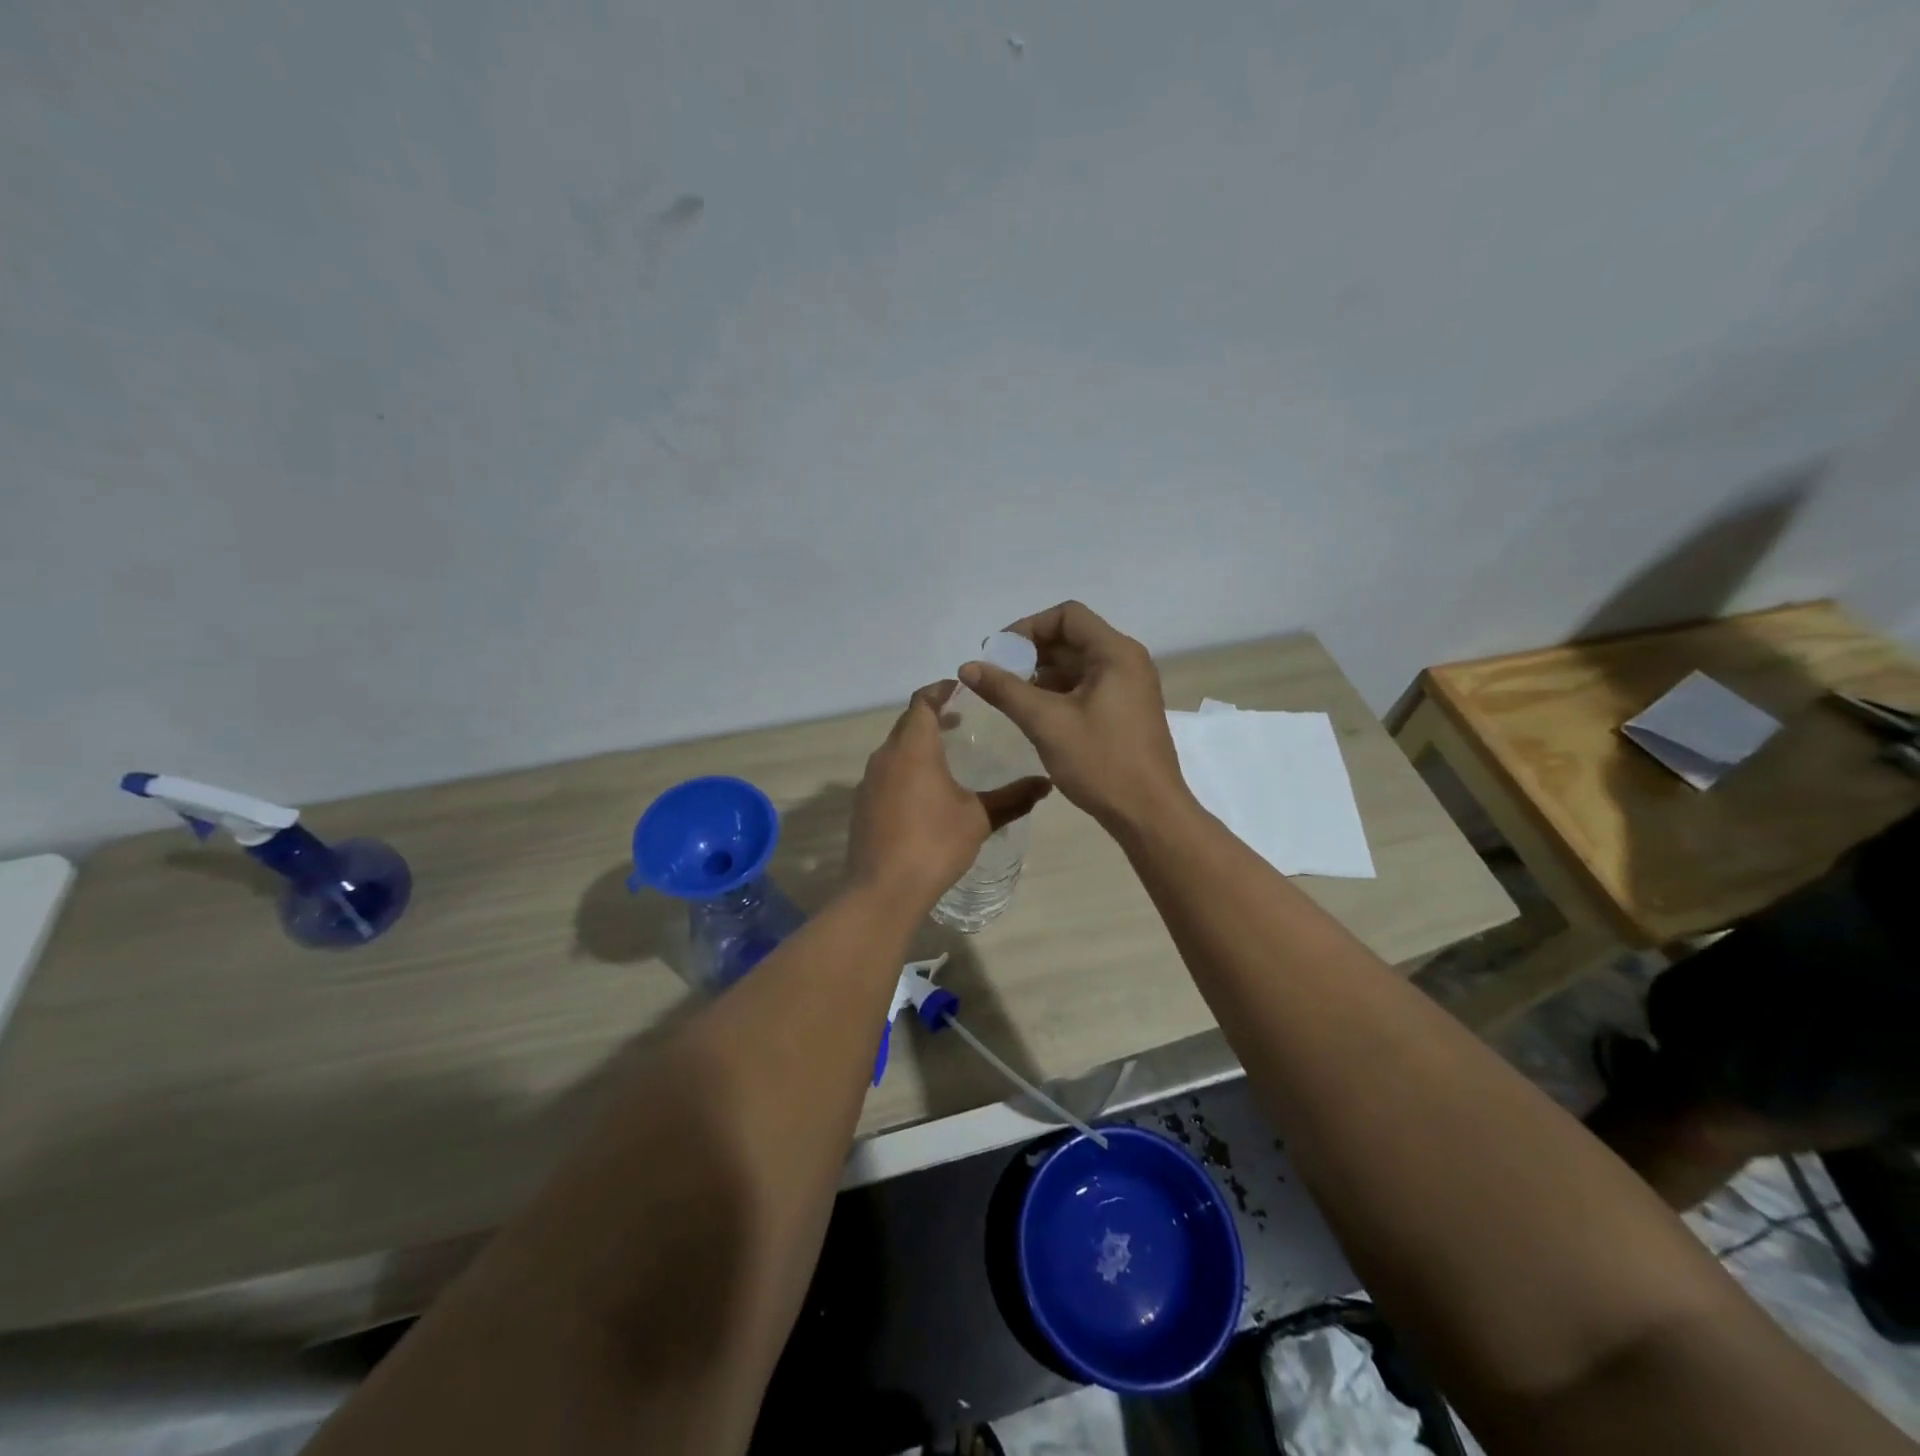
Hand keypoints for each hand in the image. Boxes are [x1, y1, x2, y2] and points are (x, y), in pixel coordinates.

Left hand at [846, 683, 1051, 909]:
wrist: (883, 890)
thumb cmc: (934, 844)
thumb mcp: (979, 818)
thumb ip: (1013, 798)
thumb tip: (1047, 784)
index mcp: (913, 748)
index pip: (922, 702)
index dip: (941, 690)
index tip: (961, 689)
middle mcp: (885, 757)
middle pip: (907, 723)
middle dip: (932, 716)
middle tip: (961, 720)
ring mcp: (869, 781)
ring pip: (894, 749)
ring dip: (917, 744)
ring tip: (946, 755)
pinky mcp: (862, 805)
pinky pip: (886, 773)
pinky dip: (905, 768)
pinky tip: (924, 792)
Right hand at [958, 601, 1189, 831]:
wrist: (1149, 814)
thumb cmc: (1101, 762)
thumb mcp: (1046, 723)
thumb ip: (1005, 690)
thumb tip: (967, 666)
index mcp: (1115, 653)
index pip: (1067, 616)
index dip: (1028, 627)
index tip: (998, 653)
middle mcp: (1126, 661)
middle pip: (1072, 638)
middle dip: (1031, 653)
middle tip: (995, 675)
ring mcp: (1129, 687)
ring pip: (1078, 665)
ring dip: (1042, 674)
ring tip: (1009, 696)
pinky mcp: (1125, 710)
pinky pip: (1087, 687)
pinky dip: (1058, 692)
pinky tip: (1033, 713)